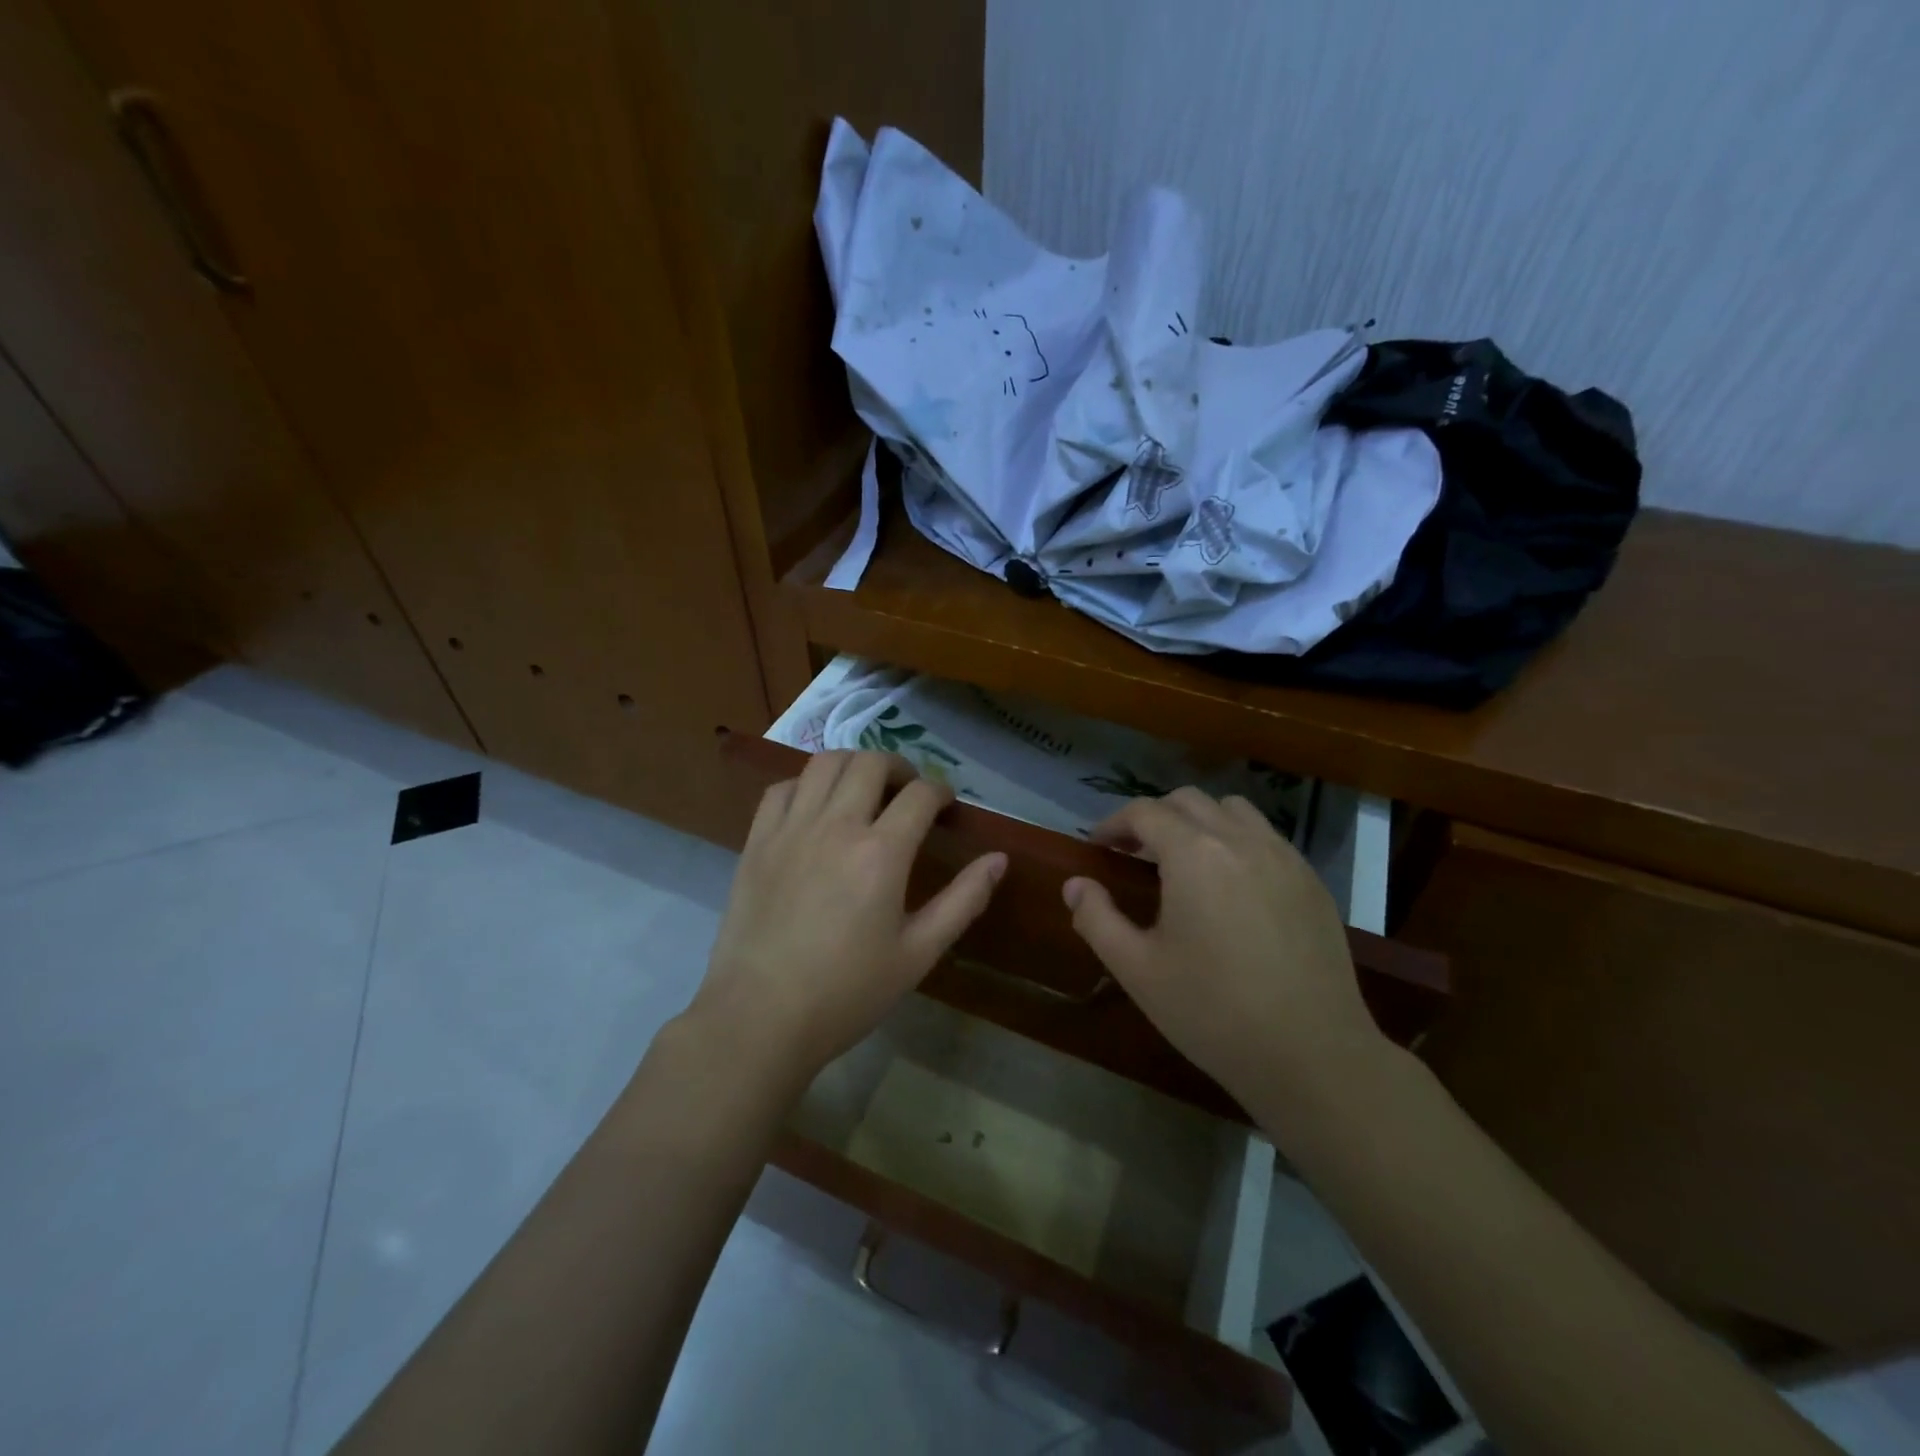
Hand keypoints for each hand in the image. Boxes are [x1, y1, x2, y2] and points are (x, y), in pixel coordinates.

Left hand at [690, 751, 1006, 1083]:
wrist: (761, 1018)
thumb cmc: (847, 992)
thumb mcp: (918, 954)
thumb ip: (963, 901)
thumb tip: (999, 859)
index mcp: (881, 853)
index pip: (920, 794)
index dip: (941, 792)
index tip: (946, 807)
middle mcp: (836, 826)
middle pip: (871, 763)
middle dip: (900, 768)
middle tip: (908, 793)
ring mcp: (791, 829)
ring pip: (825, 763)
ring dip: (854, 765)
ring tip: (864, 790)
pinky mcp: (757, 841)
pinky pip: (783, 788)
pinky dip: (807, 784)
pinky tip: (816, 808)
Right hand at [1063, 788, 1385, 1119]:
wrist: (1312, 1055)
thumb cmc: (1213, 1011)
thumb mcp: (1138, 970)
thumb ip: (1097, 919)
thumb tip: (1075, 885)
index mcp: (1194, 855)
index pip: (1144, 812)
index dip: (1114, 823)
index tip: (1098, 847)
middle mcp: (1241, 840)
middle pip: (1188, 801)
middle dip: (1154, 817)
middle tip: (1135, 854)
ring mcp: (1284, 857)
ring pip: (1233, 810)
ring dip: (1199, 821)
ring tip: (1185, 861)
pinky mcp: (1312, 881)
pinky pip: (1267, 838)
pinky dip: (1237, 841)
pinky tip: (1232, 886)